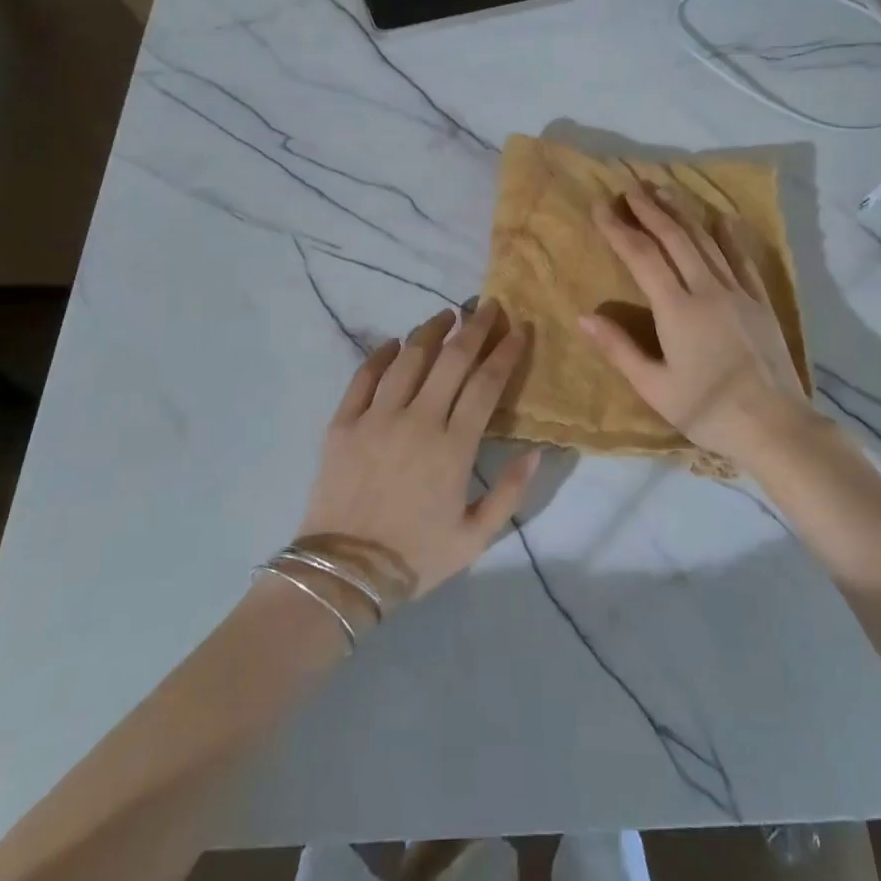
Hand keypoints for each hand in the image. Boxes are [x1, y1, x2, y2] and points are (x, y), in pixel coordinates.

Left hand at [296, 301, 539, 608]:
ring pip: (408, 358)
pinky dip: (381, 354)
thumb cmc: (415, 557)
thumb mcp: (475, 538)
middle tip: (488, 306)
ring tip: (446, 316)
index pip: (485, 385)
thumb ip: (510, 493)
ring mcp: (376, 418)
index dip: (505, 353)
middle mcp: (417, 421)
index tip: (519, 329)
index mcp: (453, 448)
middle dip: (474, 328)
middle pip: (451, 360)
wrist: (342, 573)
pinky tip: (394, 343)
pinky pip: (364, 376)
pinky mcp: (343, 422)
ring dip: (430, 331)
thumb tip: (537, 451)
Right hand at [578, 186, 813, 464]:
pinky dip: (730, 237)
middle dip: (650, 210)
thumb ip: (619, 349)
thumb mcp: (655, 388)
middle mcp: (707, 290)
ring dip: (682, 213)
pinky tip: (723, 219)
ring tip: (663, 191)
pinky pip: (743, 260)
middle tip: (630, 188)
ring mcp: (738, 293)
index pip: (642, 256)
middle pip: (675, 238)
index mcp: (677, 310)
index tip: (601, 206)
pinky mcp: (761, 302)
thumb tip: (584, 317)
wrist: (775, 426)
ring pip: (706, 241)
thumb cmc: (707, 410)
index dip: (619, 228)